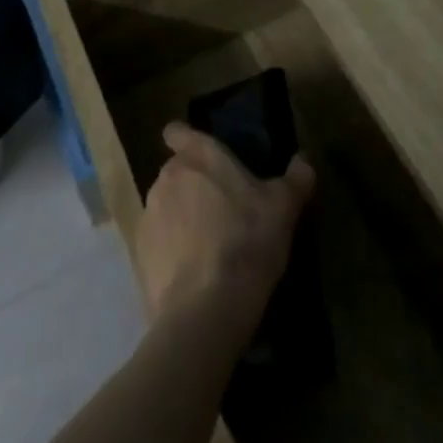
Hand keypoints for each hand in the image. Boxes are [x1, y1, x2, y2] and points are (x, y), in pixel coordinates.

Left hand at [135, 123, 315, 337]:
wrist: (206, 310)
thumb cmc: (247, 242)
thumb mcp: (283, 209)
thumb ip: (295, 179)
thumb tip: (304, 161)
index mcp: (199, 156)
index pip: (179, 132)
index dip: (186, 139)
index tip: (202, 158)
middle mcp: (168, 176)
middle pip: (177, 172)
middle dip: (194, 186)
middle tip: (221, 212)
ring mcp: (149, 214)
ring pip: (166, 206)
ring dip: (181, 218)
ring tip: (208, 248)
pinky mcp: (138, 254)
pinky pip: (156, 242)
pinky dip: (169, 251)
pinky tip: (192, 274)